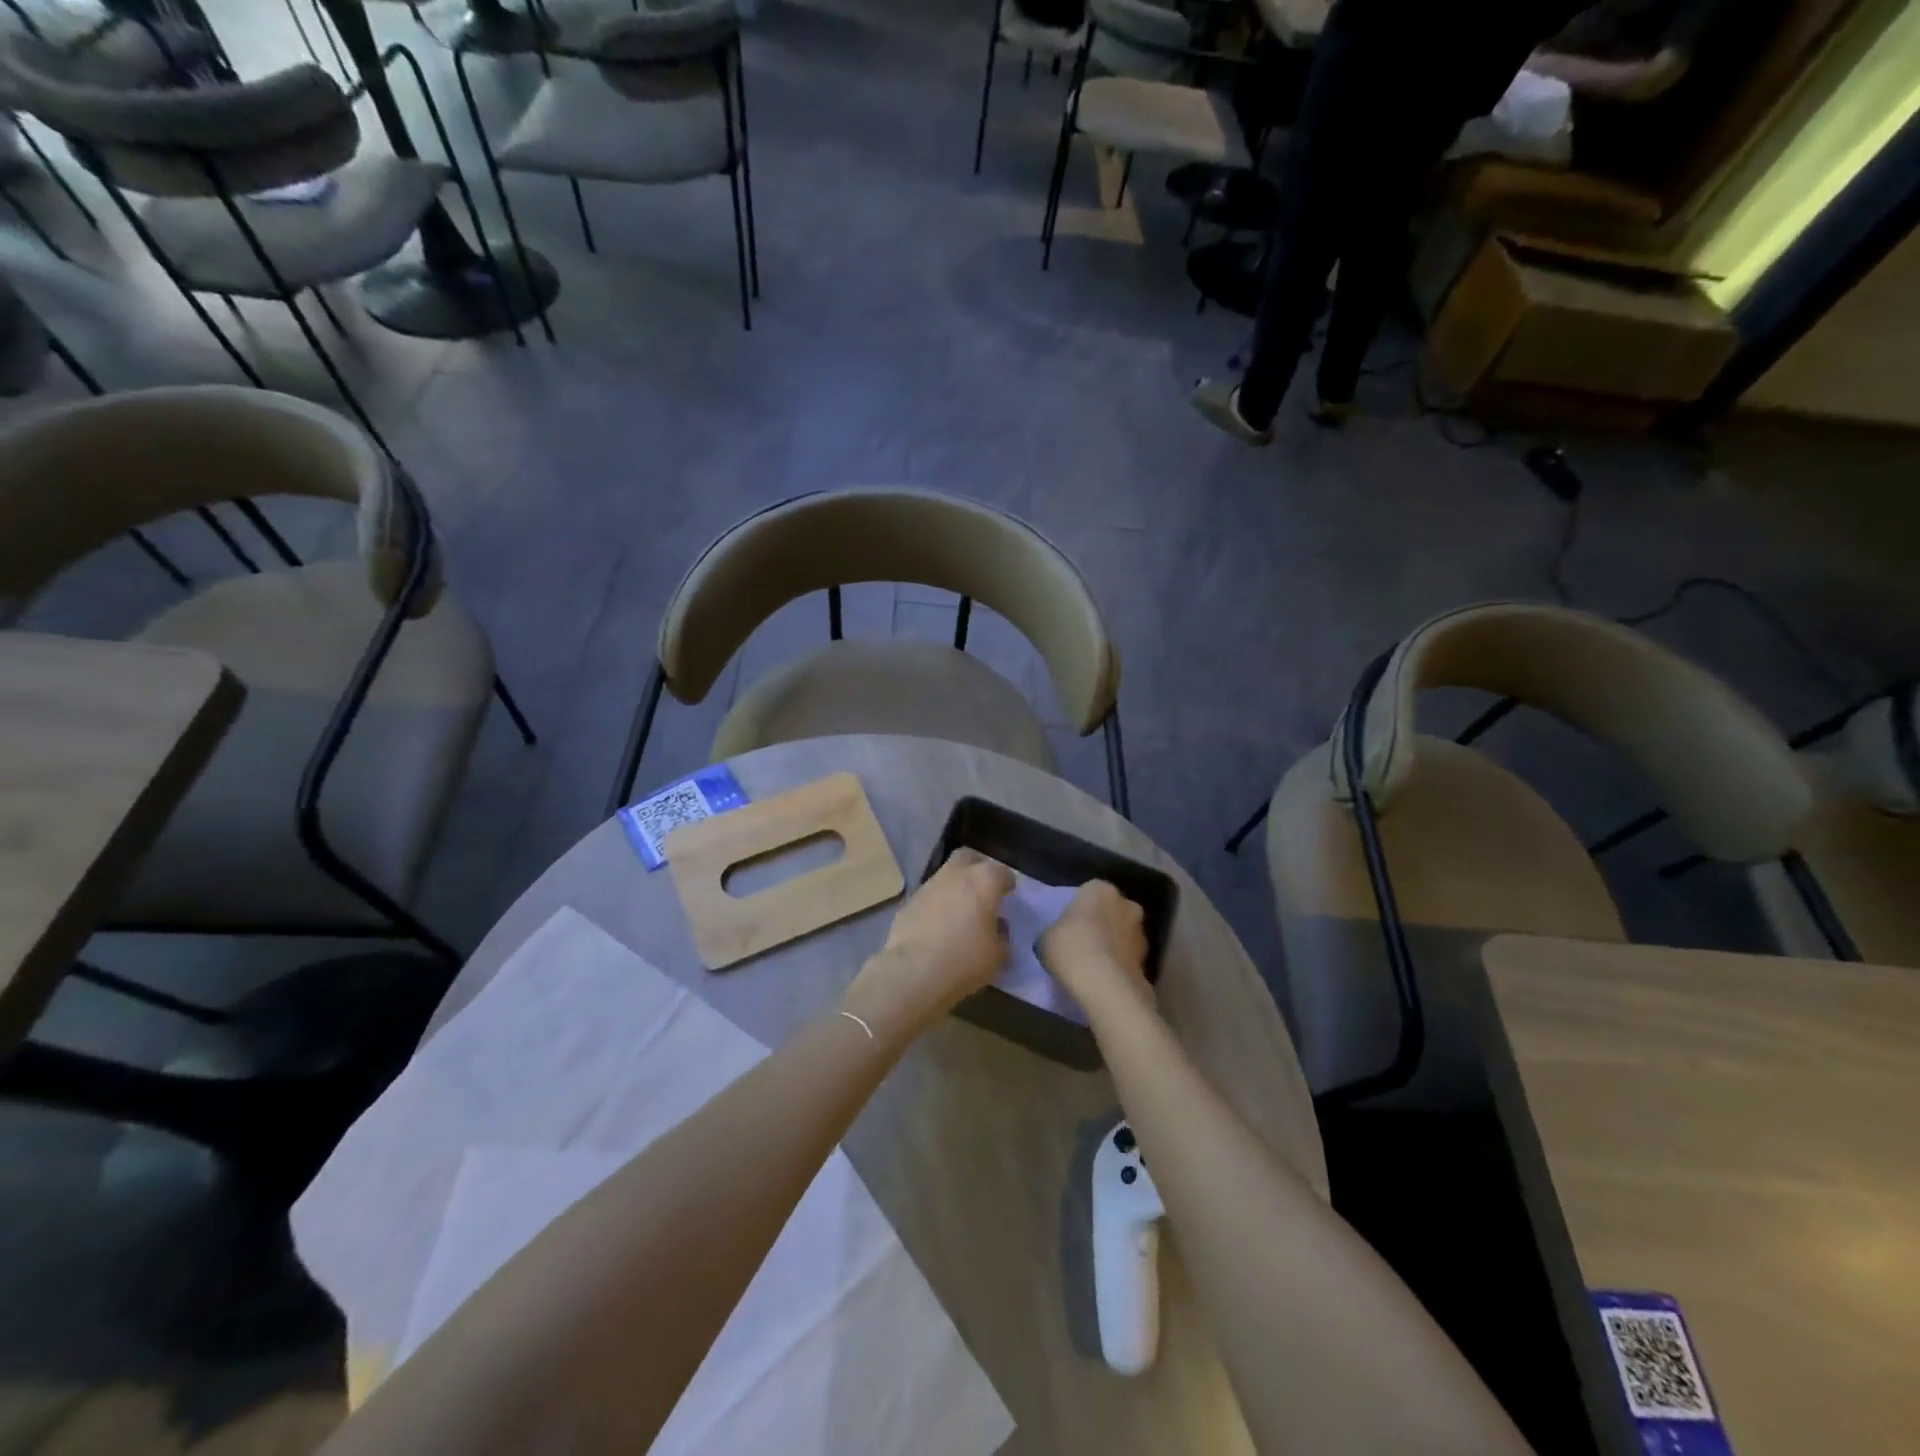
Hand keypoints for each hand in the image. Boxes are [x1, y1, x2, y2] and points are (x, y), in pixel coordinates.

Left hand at [842, 850, 1011, 1046]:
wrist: (913, 972)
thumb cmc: (965, 960)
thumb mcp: (998, 955)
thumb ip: (1002, 935)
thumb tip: (996, 927)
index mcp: (984, 881)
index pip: (1002, 872)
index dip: (1007, 884)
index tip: (1009, 896)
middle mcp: (956, 874)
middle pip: (969, 858)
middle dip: (978, 868)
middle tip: (984, 889)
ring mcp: (929, 885)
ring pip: (946, 875)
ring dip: (955, 886)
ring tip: (961, 909)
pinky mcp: (909, 901)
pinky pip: (930, 895)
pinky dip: (937, 903)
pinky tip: (939, 924)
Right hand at [1039, 881, 1152, 1014]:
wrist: (1105, 984)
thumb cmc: (1070, 948)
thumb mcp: (1046, 937)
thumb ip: (1055, 931)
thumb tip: (1058, 937)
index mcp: (1099, 889)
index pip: (1088, 892)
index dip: (1078, 909)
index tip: (1068, 926)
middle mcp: (1125, 903)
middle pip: (1110, 910)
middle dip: (1101, 923)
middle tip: (1082, 942)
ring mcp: (1141, 930)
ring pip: (1122, 933)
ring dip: (1113, 943)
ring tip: (1094, 964)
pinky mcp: (1149, 958)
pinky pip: (1128, 956)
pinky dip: (1120, 963)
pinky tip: (1105, 978)